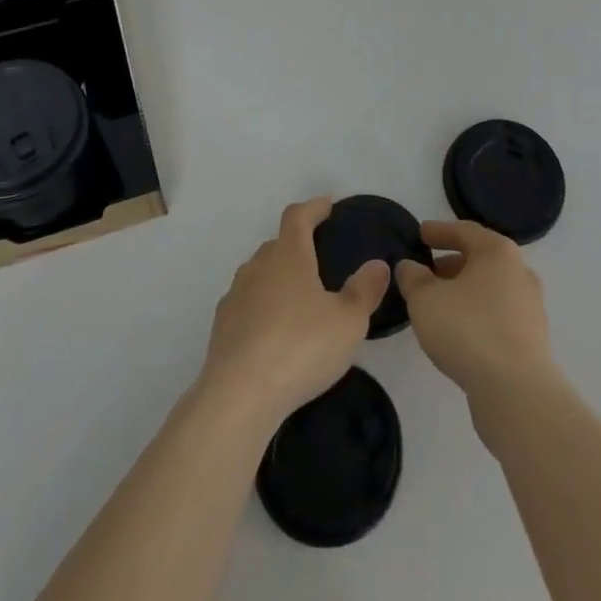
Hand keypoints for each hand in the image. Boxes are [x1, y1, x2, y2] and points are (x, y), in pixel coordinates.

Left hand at [198, 197, 389, 427]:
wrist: (239, 395)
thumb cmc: (301, 347)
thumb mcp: (348, 321)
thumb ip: (365, 290)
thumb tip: (377, 265)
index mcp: (289, 255)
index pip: (298, 216)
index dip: (313, 207)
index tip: (327, 205)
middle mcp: (258, 266)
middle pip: (277, 244)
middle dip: (296, 245)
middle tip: (317, 257)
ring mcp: (236, 295)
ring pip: (259, 273)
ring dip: (277, 277)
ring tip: (297, 297)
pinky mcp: (222, 326)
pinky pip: (246, 303)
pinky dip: (261, 307)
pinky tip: (273, 330)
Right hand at [397, 220, 557, 408]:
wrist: (517, 393)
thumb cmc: (468, 330)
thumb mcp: (425, 300)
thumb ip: (413, 278)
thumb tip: (410, 267)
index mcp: (498, 252)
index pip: (465, 231)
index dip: (439, 231)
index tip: (420, 234)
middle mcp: (520, 273)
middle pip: (481, 259)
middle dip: (452, 264)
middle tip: (427, 272)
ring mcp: (530, 308)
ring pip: (490, 290)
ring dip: (464, 292)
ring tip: (438, 305)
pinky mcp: (532, 341)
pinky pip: (498, 316)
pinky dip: (477, 315)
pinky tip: (459, 332)